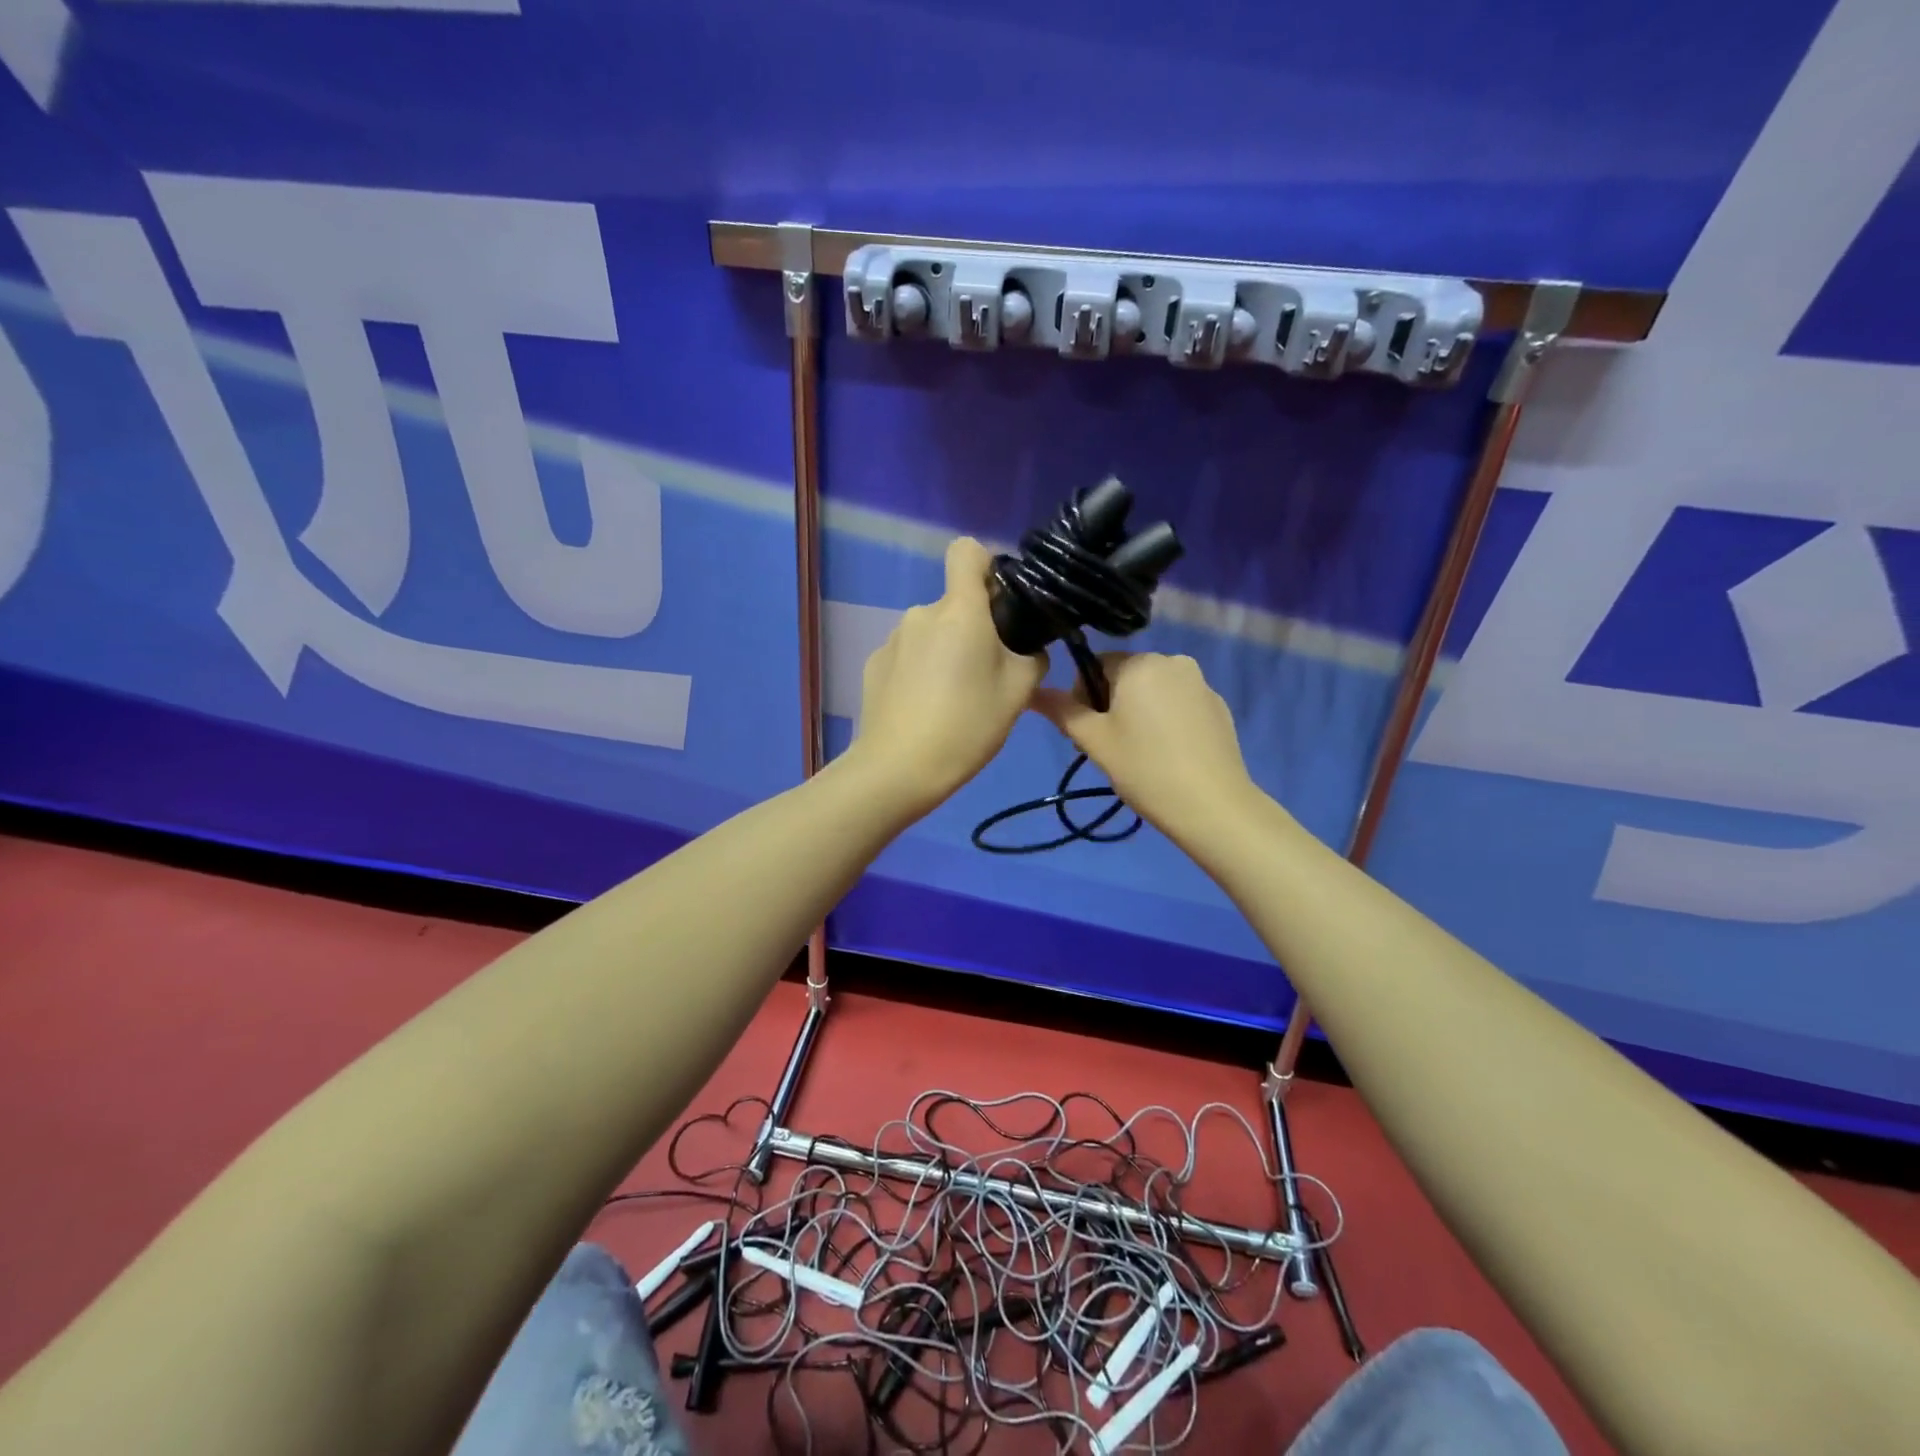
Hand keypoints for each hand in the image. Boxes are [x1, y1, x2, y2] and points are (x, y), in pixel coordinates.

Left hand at [851, 537, 1047, 812]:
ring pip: (930, 633)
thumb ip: (1031, 657)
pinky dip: (918, 672)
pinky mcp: (873, 665)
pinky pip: (907, 656)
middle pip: (954, 605)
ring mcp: (892, 639)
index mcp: (959, 610)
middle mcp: (921, 613)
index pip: (967, 551)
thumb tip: (1025, 649)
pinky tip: (923, 709)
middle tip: (985, 676)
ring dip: (944, 653)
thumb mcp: (1019, 692)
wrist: (898, 769)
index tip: (999, 601)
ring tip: (952, 701)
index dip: (987, 566)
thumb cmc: (967, 725)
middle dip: (972, 629)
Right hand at [1031, 652, 1259, 844]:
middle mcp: (1173, 661)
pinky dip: (1166, 720)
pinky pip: (1179, 703)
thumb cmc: (1144, 768)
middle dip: (1111, 703)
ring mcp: (1201, 683)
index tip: (1087, 731)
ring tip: (1139, 752)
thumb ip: (1061, 710)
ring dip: (1138, 711)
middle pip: (1126, 675)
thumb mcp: (1093, 740)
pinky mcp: (1218, 706)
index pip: (1095, 664)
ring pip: (1154, 689)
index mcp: (1140, 663)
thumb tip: (1032, 692)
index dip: (1083, 695)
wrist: (1211, 805)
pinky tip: (1168, 753)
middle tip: (1110, 746)